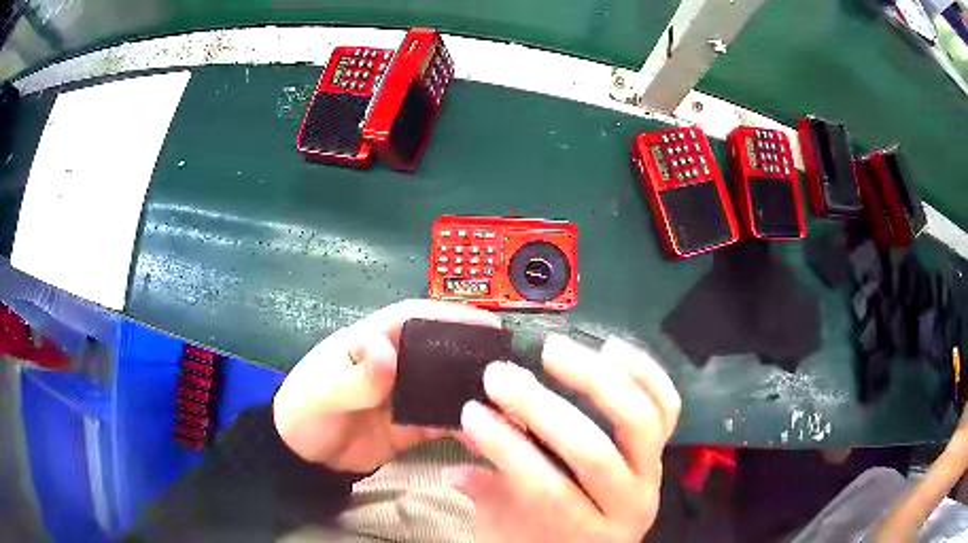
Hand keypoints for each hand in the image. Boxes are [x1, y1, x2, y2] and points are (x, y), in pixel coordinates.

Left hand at [273, 299, 500, 472]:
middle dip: (470, 356)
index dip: (449, 316)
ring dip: (470, 393)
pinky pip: (441, 422)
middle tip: (508, 369)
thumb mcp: (322, 392)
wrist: (302, 457)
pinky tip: (483, 434)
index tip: (486, 323)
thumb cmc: (304, 412)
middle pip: (438, 352)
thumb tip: (389, 352)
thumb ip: (354, 377)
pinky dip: (462, 427)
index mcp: (370, 342)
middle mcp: (393, 364)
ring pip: (444, 387)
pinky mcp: (410, 425)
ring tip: (506, 403)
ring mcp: (404, 396)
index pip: (412, 319)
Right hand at [449, 334, 680, 542]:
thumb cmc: (544, 540)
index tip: (470, 412)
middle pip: (593, 453)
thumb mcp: (507, 527)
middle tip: (500, 376)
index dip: (506, 448)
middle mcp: (629, 504)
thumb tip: (456, 456)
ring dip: (595, 378)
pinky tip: (610, 347)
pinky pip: (667, 405)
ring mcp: (653, 473)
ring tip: (553, 349)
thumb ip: (485, 492)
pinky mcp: (663, 449)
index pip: (546, 489)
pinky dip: (644, 371)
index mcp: (584, 533)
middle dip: (542, 409)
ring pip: (639, 420)